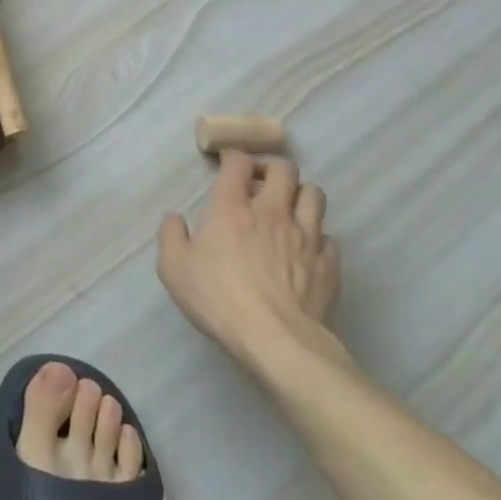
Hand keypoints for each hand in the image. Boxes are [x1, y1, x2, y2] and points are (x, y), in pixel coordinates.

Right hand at [156, 151, 342, 373]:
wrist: (278, 341)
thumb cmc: (219, 299)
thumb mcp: (173, 268)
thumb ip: (171, 236)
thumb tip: (175, 219)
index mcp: (231, 206)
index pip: (238, 161)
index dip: (233, 157)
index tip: (227, 166)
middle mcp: (271, 211)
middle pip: (284, 169)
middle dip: (271, 169)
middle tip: (260, 184)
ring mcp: (306, 235)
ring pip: (314, 194)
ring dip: (299, 195)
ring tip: (288, 210)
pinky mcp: (329, 263)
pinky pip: (328, 236)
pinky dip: (316, 236)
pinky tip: (304, 250)